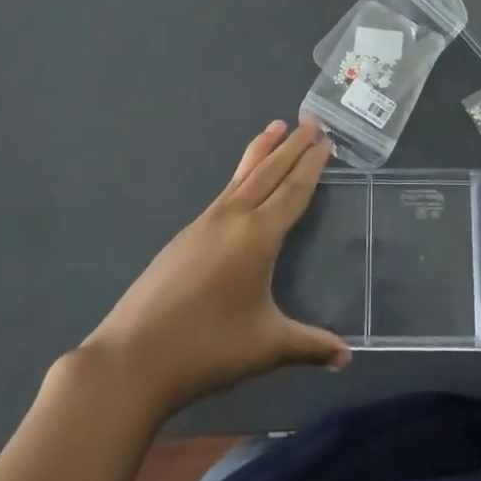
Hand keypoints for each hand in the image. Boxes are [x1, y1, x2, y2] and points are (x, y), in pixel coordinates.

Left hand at [81, 120, 350, 417]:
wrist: (133, 358)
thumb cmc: (207, 348)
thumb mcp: (266, 347)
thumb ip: (309, 345)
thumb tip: (347, 357)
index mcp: (258, 236)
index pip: (292, 190)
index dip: (311, 165)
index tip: (325, 140)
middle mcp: (232, 218)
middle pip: (268, 172)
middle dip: (292, 146)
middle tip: (311, 122)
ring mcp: (204, 223)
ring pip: (241, 176)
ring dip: (263, 151)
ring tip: (276, 127)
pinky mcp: (185, 236)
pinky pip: (224, 192)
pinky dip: (242, 174)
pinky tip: (242, 183)